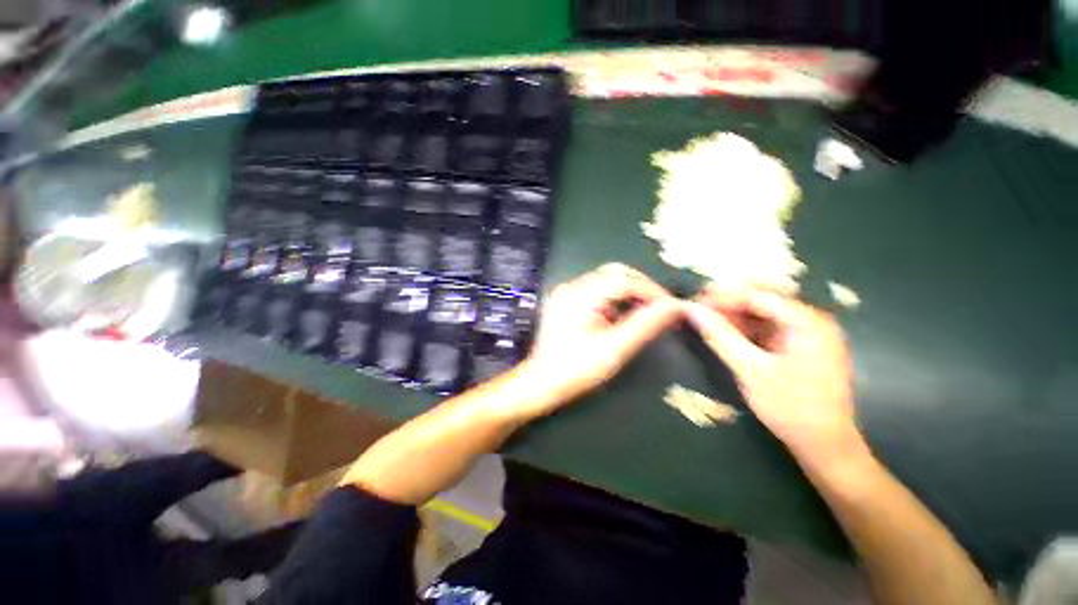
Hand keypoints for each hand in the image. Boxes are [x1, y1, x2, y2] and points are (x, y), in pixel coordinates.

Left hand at [516, 263, 680, 416]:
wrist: (541, 384)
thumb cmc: (577, 370)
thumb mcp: (614, 349)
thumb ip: (645, 325)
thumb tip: (674, 306)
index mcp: (579, 295)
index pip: (623, 280)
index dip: (651, 289)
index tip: (671, 305)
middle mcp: (571, 286)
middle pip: (614, 273)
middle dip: (641, 286)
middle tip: (660, 306)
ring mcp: (566, 292)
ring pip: (606, 280)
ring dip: (628, 291)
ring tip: (646, 311)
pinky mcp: (565, 301)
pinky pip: (595, 290)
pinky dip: (614, 298)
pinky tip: (622, 315)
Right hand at [683, 285, 862, 465]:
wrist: (825, 445)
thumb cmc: (790, 407)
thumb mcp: (750, 369)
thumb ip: (719, 336)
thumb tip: (691, 310)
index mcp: (807, 321)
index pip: (756, 295)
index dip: (721, 298)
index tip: (693, 305)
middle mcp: (812, 319)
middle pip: (761, 301)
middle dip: (727, 306)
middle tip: (699, 314)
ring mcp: (809, 333)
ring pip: (763, 314)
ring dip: (735, 318)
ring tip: (709, 325)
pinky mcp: (802, 345)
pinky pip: (769, 328)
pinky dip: (746, 330)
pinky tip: (729, 337)